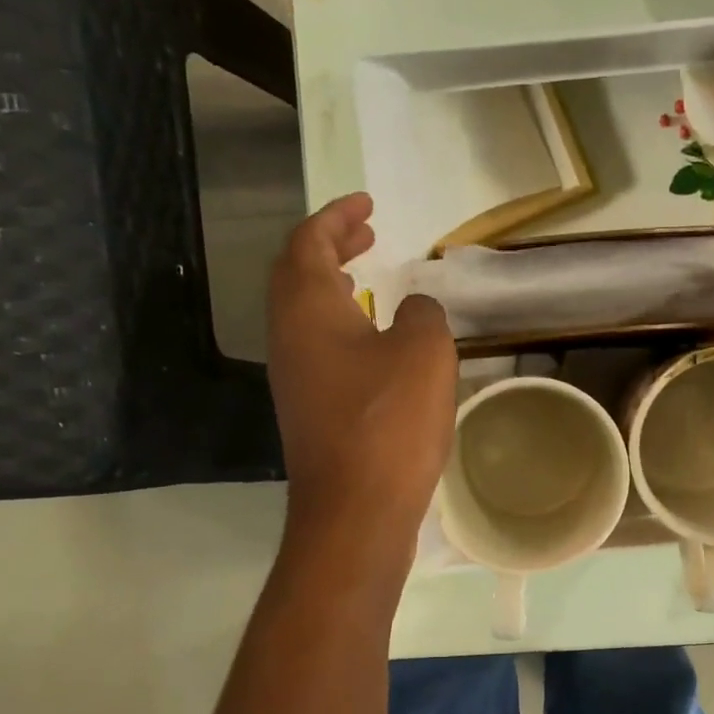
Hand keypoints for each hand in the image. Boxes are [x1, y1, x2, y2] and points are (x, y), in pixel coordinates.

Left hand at [266, 193, 455, 548]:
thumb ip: (421, 314)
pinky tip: (372, 342)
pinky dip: (341, 326)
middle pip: (297, 274)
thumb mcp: (424, 352)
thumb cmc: (388, 420)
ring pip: (304, 313)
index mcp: (307, 308)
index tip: (367, 204)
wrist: (356, 509)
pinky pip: (317, 347)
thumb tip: (412, 310)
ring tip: (365, 277)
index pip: (309, 242)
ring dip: (333, 287)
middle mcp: (289, 336)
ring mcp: (294, 377)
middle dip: (330, 246)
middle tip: (366, 232)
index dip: (336, 216)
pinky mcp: (308, 410)